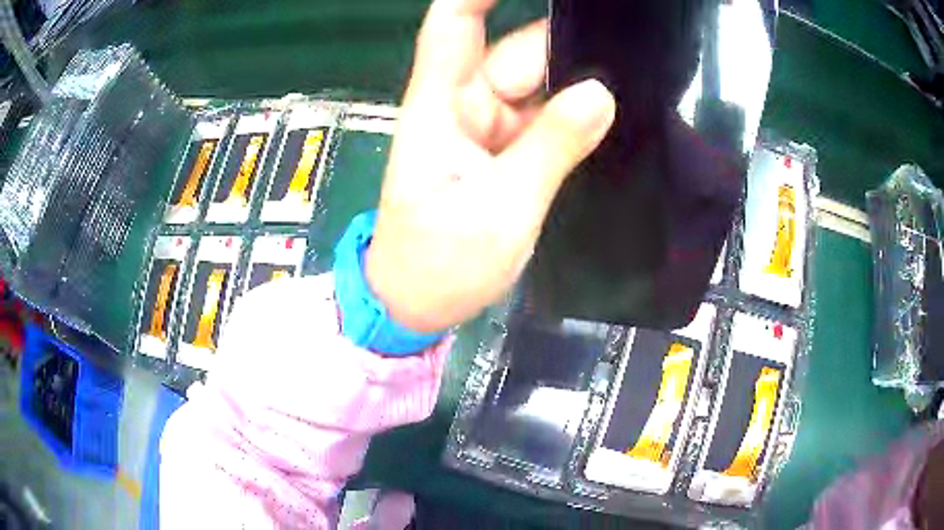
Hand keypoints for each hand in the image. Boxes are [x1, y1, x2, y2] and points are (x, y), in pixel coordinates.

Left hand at [366, 0, 615, 332]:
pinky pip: (546, 117)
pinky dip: (575, 114)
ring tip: (635, 83)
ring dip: (580, 82)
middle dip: (570, 46)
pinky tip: (614, 114)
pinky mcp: (506, 151)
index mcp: (442, 106)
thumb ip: (551, 148)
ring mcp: (488, 127)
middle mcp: (464, 104)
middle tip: (631, 51)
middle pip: (519, 53)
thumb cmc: (440, 264)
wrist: (417, 304)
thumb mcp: (501, 210)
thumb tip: (600, 94)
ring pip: (540, 85)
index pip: (454, 24)